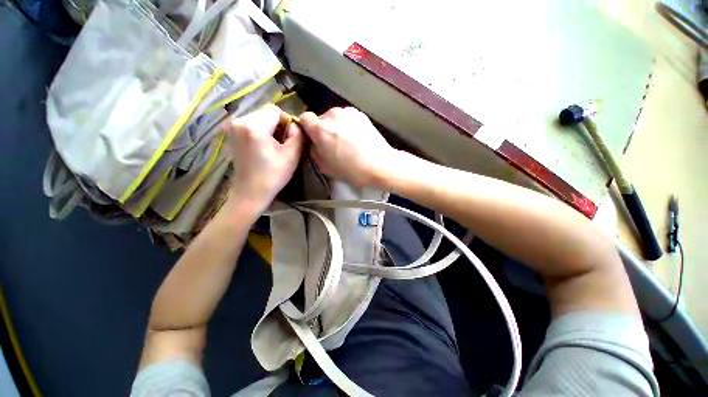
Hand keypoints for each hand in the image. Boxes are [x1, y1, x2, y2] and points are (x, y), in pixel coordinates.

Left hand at [223, 105, 303, 212]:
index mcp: (254, 125)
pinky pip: (251, 125)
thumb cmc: (273, 176)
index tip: (290, 139)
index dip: (287, 122)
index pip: (275, 110)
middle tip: (283, 145)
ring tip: (274, 148)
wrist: (250, 193)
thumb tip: (296, 125)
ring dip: (270, 129)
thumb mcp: (292, 155)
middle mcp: (239, 121)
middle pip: (266, 113)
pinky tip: (263, 148)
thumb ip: (298, 135)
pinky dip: (261, 133)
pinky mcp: (231, 135)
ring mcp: (233, 128)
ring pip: (259, 119)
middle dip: (278, 126)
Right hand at [299, 107, 396, 186]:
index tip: (314, 139)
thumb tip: (314, 143)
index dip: (307, 128)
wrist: (380, 164)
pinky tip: (357, 138)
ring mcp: (348, 112)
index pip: (304, 118)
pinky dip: (348, 125)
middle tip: (333, 144)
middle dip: (323, 130)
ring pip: (335, 118)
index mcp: (321, 129)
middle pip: (321, 119)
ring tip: (347, 141)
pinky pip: (347, 118)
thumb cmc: (351, 169)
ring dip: (336, 127)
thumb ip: (314, 151)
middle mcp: (332, 114)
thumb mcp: (325, 167)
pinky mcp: (360, 114)